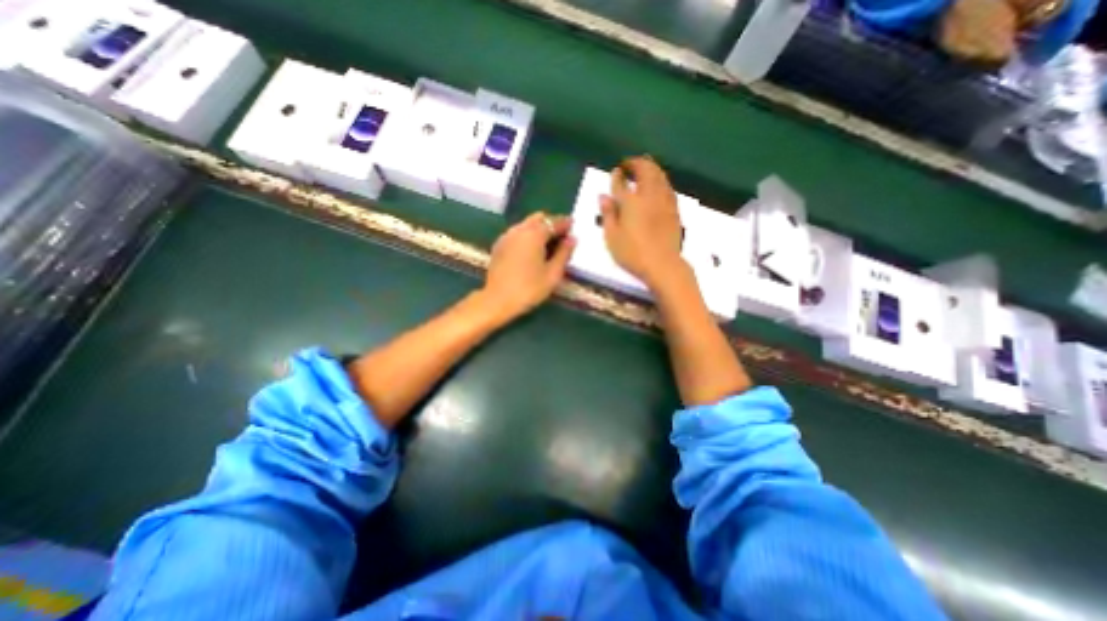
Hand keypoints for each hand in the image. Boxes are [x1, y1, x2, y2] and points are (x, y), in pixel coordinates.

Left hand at [477, 210, 574, 321]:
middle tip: (561, 236)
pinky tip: (531, 249)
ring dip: (538, 228)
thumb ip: (564, 253)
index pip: (554, 222)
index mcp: (535, 234)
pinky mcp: (499, 245)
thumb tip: (571, 239)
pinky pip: (517, 232)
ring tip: (548, 243)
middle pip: (538, 218)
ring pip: (526, 224)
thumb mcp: (553, 274)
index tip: (573, 226)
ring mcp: (507, 236)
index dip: (565, 223)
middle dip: (551, 223)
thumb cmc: (529, 289)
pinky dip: (527, 235)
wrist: (497, 300)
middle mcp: (519, 230)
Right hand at [603, 156, 688, 287]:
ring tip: (645, 167)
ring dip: (651, 168)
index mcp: (631, 202)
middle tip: (630, 163)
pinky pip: (668, 187)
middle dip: (637, 163)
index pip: (622, 183)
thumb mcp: (612, 237)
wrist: (662, 264)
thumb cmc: (632, 253)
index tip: (615, 171)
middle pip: (645, 171)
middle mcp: (649, 196)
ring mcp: (664, 202)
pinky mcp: (674, 210)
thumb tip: (603, 197)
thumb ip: (608, 215)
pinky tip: (659, 184)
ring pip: (660, 176)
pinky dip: (661, 180)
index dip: (617, 176)